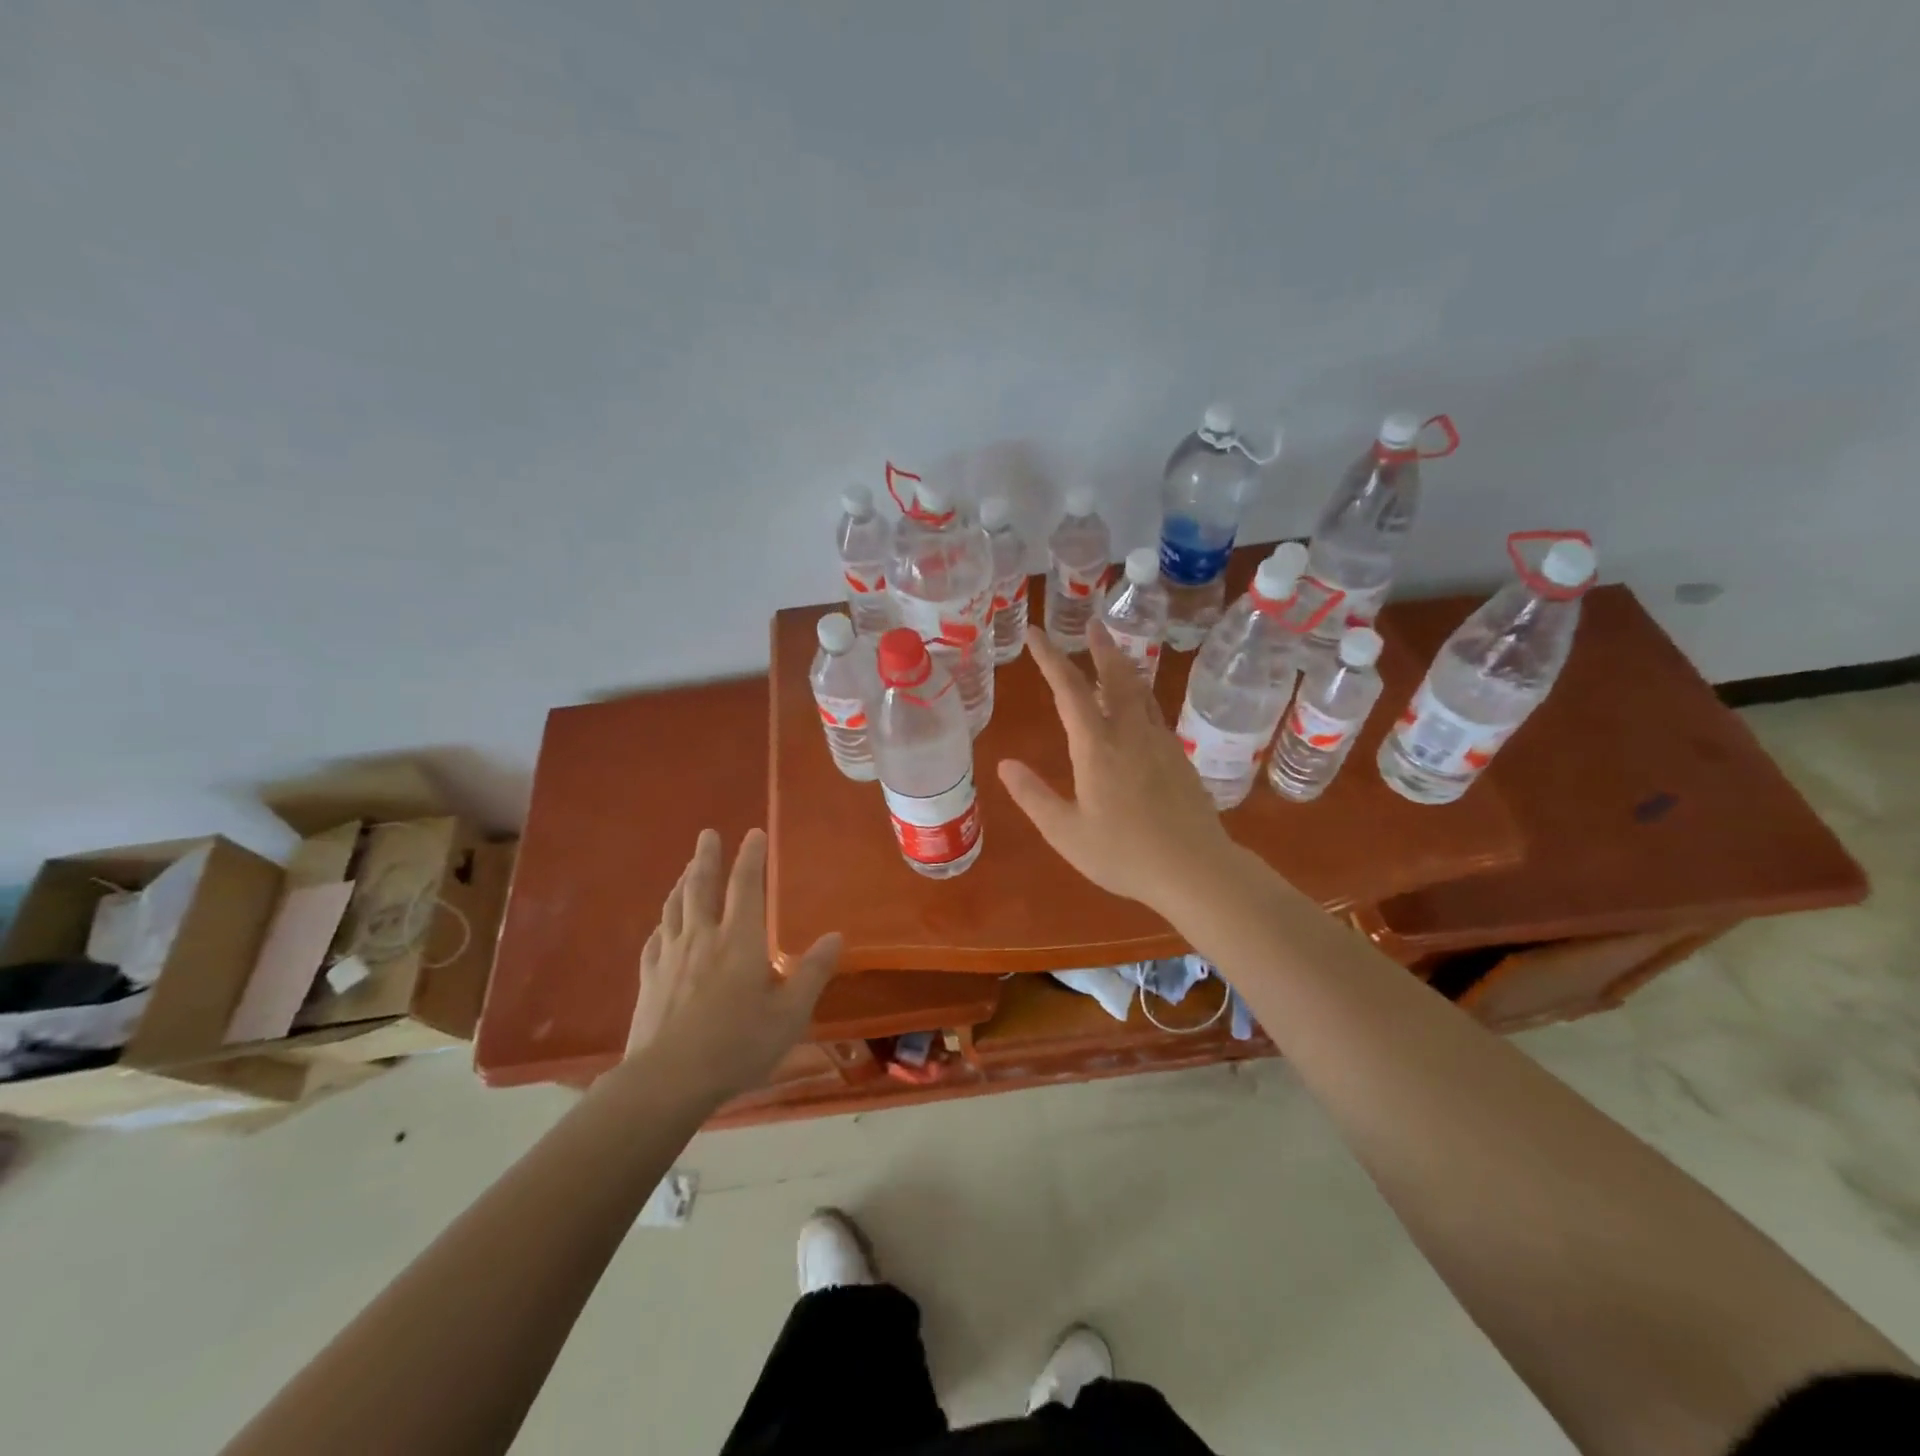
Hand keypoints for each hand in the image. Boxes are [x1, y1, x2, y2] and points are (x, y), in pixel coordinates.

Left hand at [625, 828, 841, 1104]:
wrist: (666, 1080)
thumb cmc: (736, 1045)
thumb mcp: (790, 1014)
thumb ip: (813, 972)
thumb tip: (835, 936)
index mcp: (740, 940)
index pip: (746, 885)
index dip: (751, 857)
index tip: (753, 833)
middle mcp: (702, 937)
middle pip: (702, 886)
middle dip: (707, 857)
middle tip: (708, 834)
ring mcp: (670, 957)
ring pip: (675, 907)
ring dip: (683, 882)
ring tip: (688, 869)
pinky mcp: (648, 979)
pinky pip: (655, 939)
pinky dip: (662, 924)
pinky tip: (662, 926)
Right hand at [998, 623, 1239, 914]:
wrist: (1195, 869)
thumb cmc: (1124, 853)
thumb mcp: (1066, 832)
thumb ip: (1033, 796)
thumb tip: (1004, 764)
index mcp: (1097, 746)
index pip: (1068, 689)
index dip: (1049, 657)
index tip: (1035, 633)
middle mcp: (1130, 733)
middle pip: (1115, 676)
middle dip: (1100, 647)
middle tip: (1092, 623)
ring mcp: (1160, 742)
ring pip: (1139, 691)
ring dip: (1122, 666)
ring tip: (1112, 654)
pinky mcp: (1178, 757)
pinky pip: (1153, 712)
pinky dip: (1138, 696)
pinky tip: (1136, 709)